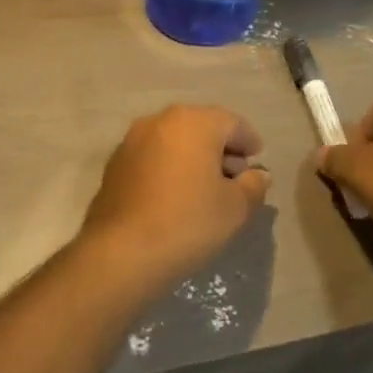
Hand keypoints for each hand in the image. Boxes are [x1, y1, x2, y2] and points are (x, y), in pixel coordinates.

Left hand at [81, 105, 270, 286]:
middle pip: (201, 127)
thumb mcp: (235, 208)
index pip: (233, 123)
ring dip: (193, 157)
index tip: (257, 161)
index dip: (249, 142)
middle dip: (220, 148)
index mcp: (194, 122)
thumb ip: (253, 186)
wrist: (121, 252)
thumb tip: (257, 175)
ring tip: (204, 188)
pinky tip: (174, 195)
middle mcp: (160, 120)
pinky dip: (169, 167)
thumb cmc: (187, 223)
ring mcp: (132, 140)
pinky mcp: (115, 163)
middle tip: (234, 177)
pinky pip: (153, 156)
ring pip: (174, 140)